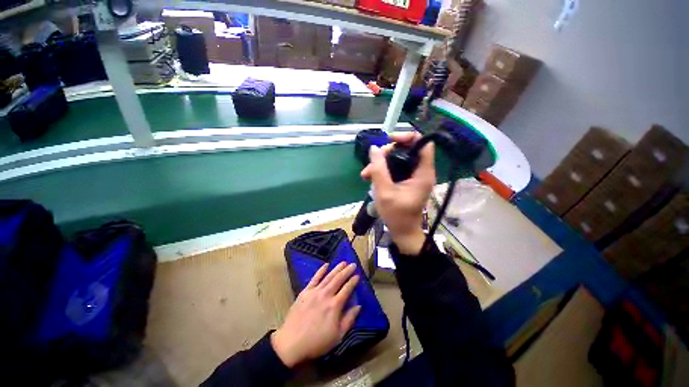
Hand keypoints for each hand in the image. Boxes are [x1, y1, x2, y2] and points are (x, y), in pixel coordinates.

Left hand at [271, 262, 360, 367]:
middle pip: (338, 279)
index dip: (353, 281)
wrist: (291, 343)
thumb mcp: (337, 336)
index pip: (347, 289)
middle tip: (353, 264)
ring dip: (336, 268)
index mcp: (335, 305)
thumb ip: (349, 320)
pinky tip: (326, 265)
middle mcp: (326, 295)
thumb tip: (358, 306)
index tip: (358, 275)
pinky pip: (314, 278)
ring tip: (343, 262)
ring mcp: (314, 292)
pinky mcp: (305, 292)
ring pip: (328, 276)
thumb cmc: (317, 342)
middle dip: (347, 271)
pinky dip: (320, 271)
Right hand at [361, 132, 435, 254]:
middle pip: (407, 149)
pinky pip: (396, 168)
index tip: (389, 141)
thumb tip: (373, 149)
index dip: (407, 137)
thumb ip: (378, 169)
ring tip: (366, 174)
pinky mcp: (407, 181)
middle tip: (372, 163)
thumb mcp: (384, 192)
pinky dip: (383, 170)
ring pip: (398, 159)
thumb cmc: (396, 215)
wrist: (402, 231)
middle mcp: (421, 171)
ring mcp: (414, 176)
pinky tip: (370, 177)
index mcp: (422, 173)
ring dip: (381, 163)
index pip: (423, 144)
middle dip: (387, 153)